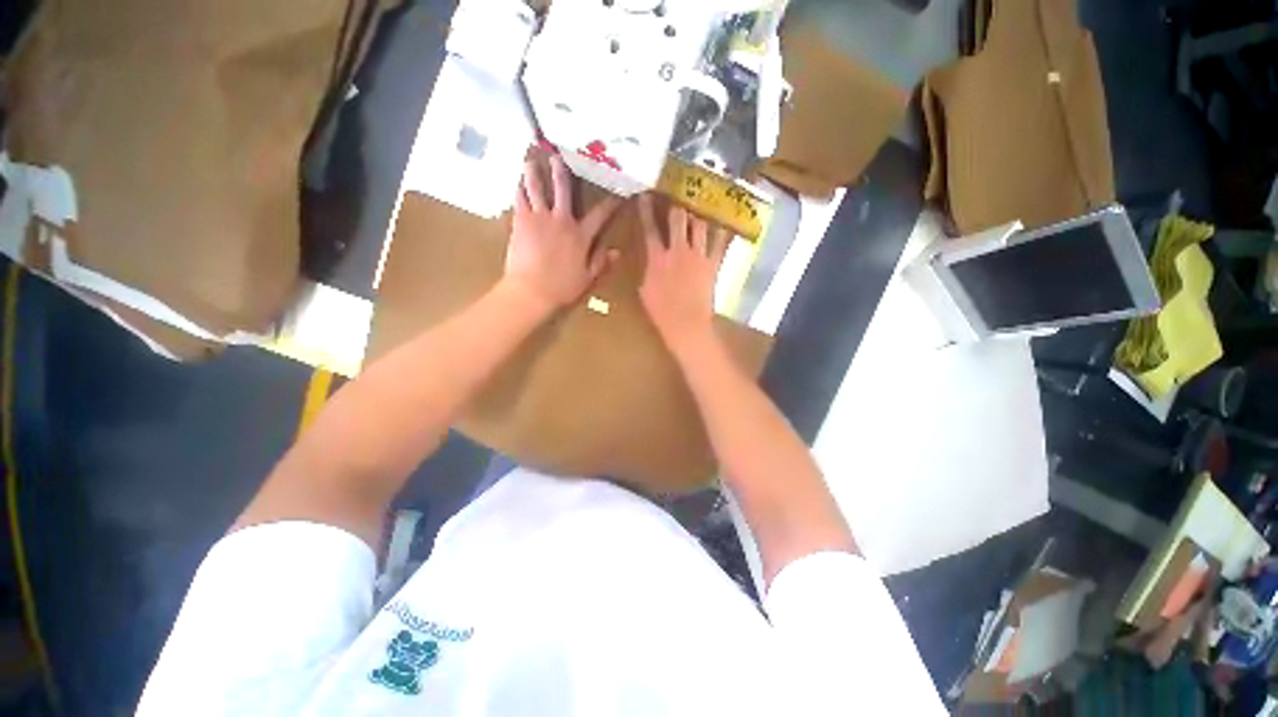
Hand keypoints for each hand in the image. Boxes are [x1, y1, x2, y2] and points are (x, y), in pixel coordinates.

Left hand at [505, 156, 620, 310]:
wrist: (531, 291)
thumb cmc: (562, 288)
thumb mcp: (587, 279)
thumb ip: (601, 263)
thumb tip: (617, 251)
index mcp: (581, 236)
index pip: (600, 215)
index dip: (611, 203)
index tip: (618, 193)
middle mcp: (562, 220)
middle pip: (563, 190)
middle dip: (563, 172)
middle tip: (559, 156)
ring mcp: (540, 218)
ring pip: (537, 188)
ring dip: (535, 173)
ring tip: (531, 160)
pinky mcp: (521, 221)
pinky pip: (520, 199)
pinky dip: (519, 188)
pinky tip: (518, 181)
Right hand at [638, 194, 726, 350]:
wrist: (686, 324)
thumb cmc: (661, 312)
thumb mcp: (645, 290)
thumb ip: (648, 270)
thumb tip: (651, 259)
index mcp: (657, 258)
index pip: (650, 229)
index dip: (646, 210)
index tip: (645, 196)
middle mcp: (678, 251)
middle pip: (678, 219)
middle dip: (676, 204)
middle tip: (676, 195)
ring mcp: (698, 256)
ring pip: (699, 225)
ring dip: (697, 214)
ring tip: (698, 205)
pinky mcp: (713, 264)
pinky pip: (719, 243)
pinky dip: (721, 231)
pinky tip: (723, 221)